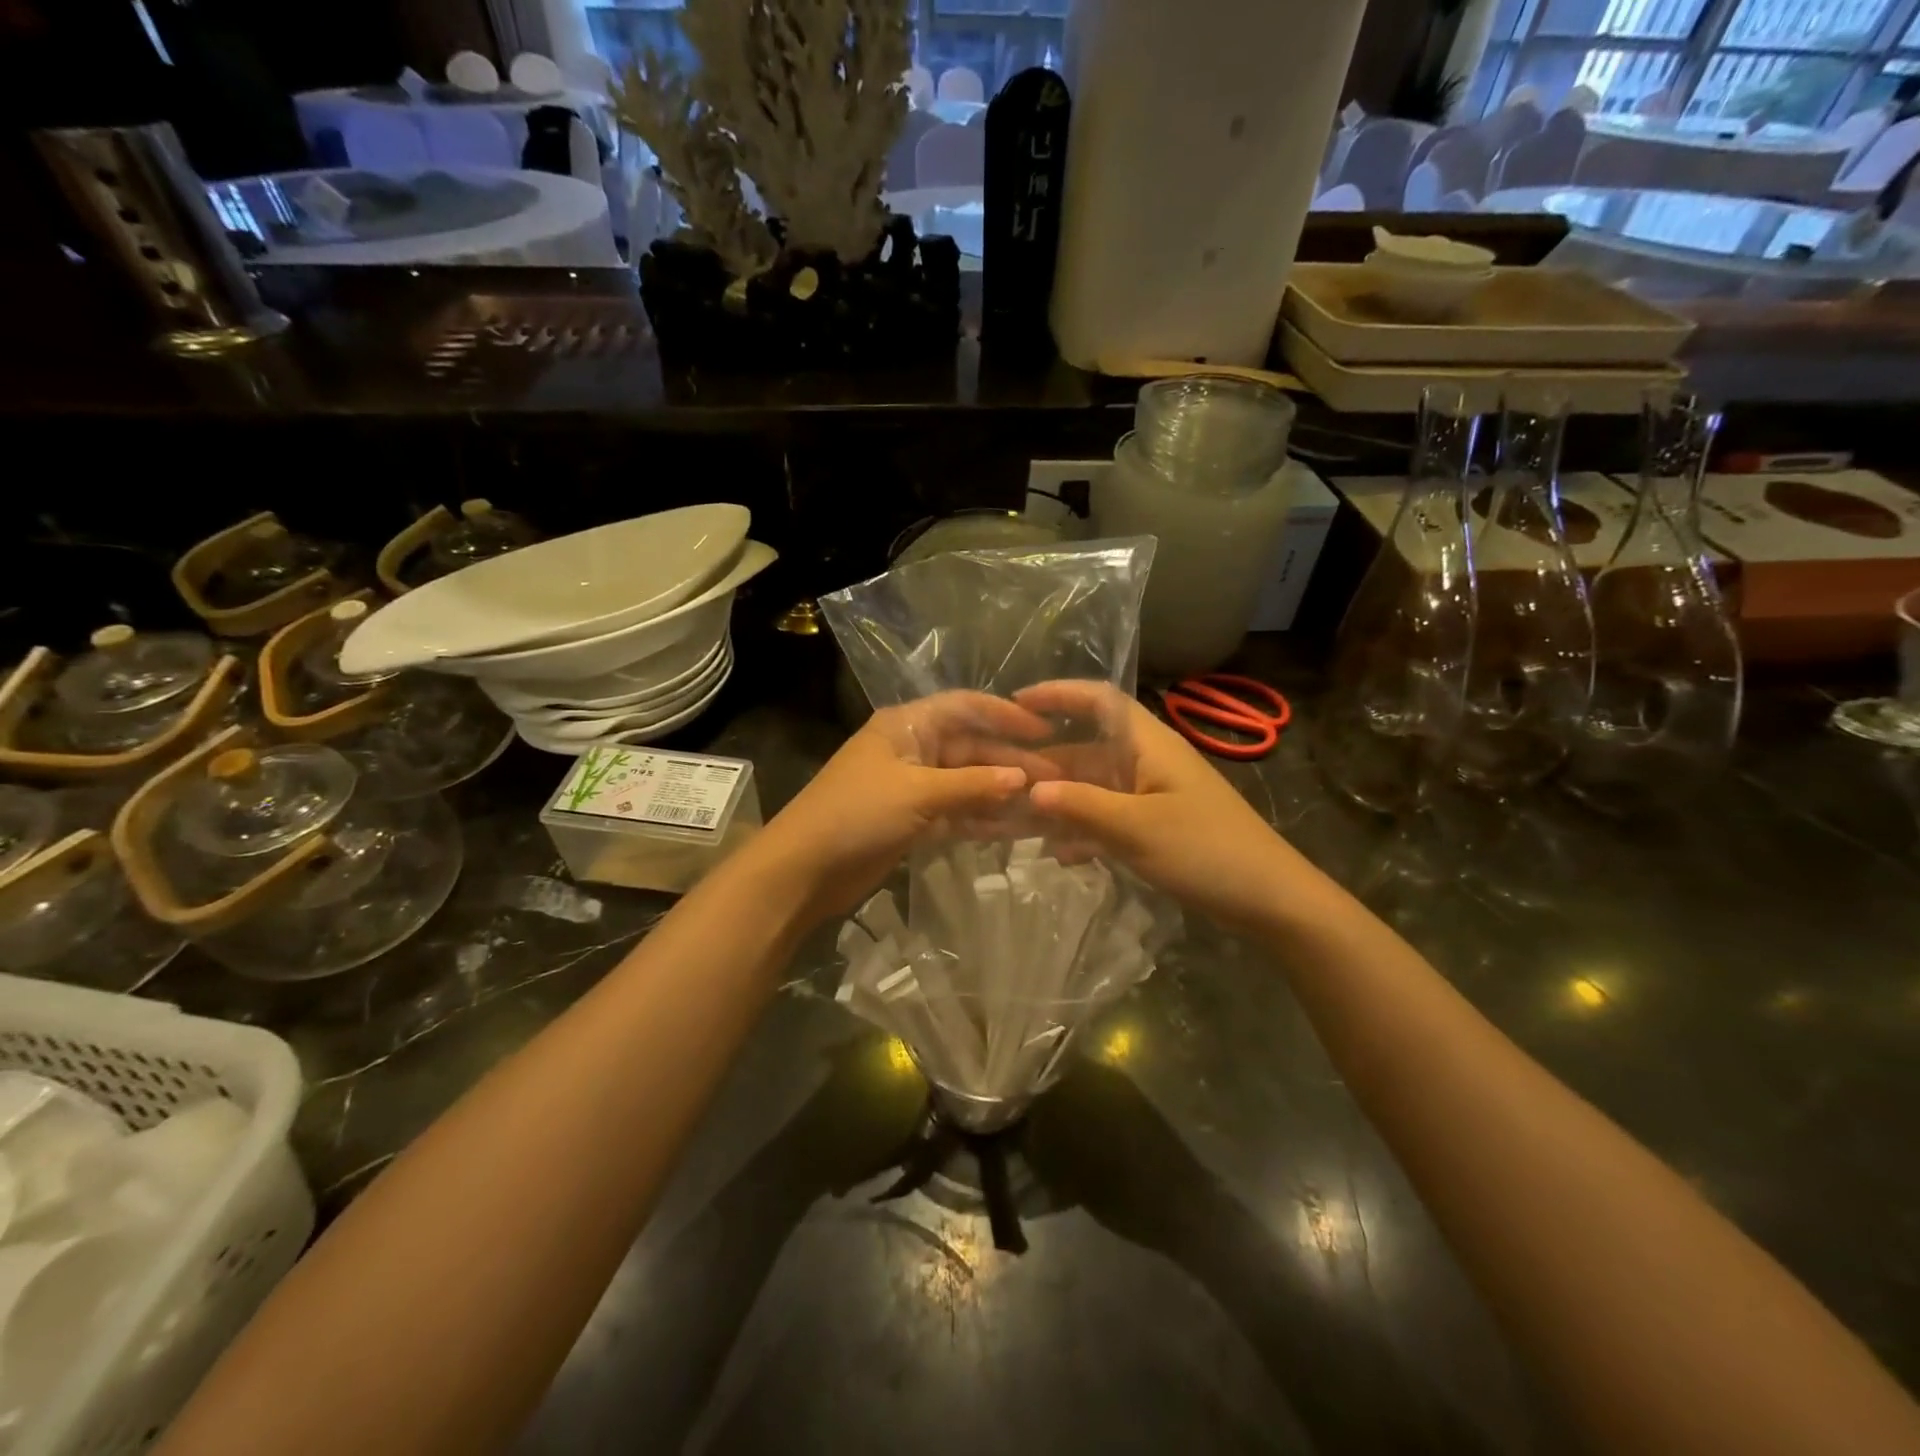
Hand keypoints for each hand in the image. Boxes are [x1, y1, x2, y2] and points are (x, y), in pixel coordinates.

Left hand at [750, 691, 1047, 924]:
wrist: (804, 869)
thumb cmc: (856, 814)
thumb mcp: (918, 793)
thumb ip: (973, 785)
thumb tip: (1025, 779)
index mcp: (908, 725)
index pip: (966, 707)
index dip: (1007, 716)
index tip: (1047, 731)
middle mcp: (914, 749)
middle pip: (972, 748)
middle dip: (1012, 763)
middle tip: (1057, 780)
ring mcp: (914, 787)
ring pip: (969, 783)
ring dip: (1003, 794)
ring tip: (1047, 806)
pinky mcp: (914, 820)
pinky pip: (958, 812)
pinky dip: (984, 819)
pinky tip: (1018, 829)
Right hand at [1017, 683, 1298, 930]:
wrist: (1270, 900)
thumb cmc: (1206, 851)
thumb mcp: (1136, 828)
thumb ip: (1081, 805)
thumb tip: (1029, 788)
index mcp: (1149, 745)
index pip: (1100, 700)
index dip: (1058, 694)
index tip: (1015, 704)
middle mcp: (1147, 762)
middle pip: (1088, 749)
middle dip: (1046, 764)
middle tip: (1001, 781)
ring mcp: (1153, 796)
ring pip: (1094, 788)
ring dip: (1060, 802)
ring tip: (1017, 821)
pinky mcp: (1157, 826)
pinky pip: (1109, 818)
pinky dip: (1084, 831)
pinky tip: (1060, 856)